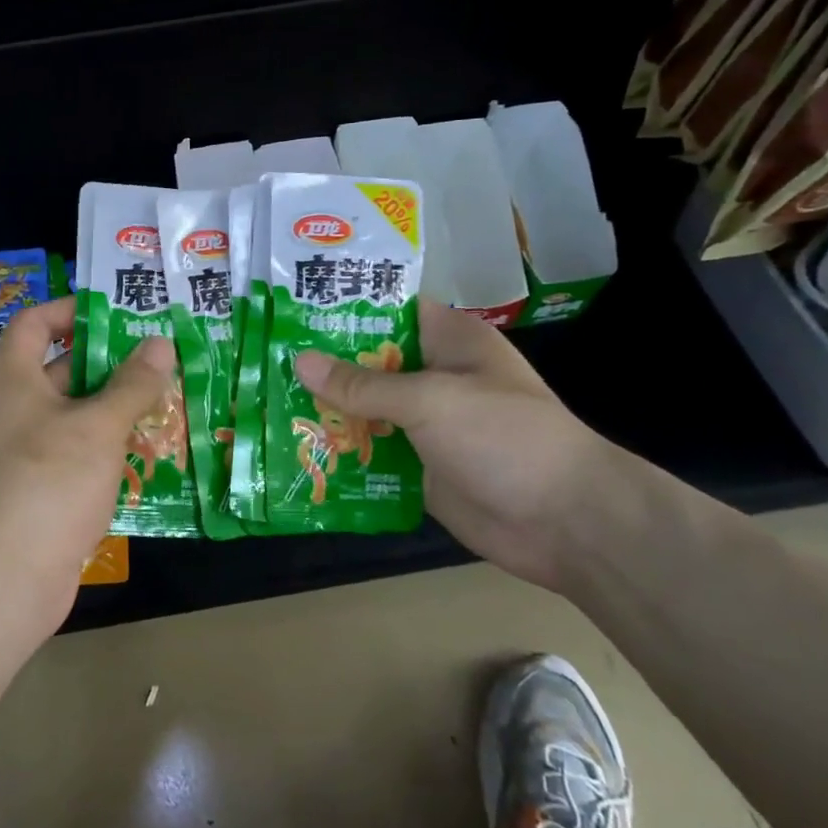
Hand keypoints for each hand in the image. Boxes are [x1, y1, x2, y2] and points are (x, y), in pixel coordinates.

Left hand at [0, 298, 175, 613]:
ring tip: (163, 399)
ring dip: (112, 406)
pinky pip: (72, 451)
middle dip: (107, 362)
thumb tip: (159, 344)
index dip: (70, 311)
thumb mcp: (98, 425)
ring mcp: (21, 451)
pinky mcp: (35, 487)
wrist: (8, 575)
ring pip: (71, 414)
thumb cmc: (50, 480)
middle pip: (59, 368)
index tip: (114, 314)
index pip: (33, 323)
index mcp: (12, 378)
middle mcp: (10, 408)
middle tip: (157, 357)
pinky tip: (144, 450)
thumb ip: (131, 384)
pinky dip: (103, 445)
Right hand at [294, 299, 643, 590]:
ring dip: (326, 409)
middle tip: (264, 358)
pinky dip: (340, 450)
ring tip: (266, 400)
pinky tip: (296, 447)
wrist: (564, 522)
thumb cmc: (503, 437)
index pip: (389, 309)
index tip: (292, 306)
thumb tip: (300, 362)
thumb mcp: (430, 399)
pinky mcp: (417, 466)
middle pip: (369, 361)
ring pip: (366, 409)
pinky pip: (371, 452)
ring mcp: (425, 423)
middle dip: (322, 363)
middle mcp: (434, 375)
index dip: (344, 306)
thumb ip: (363, 384)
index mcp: (448, 340)